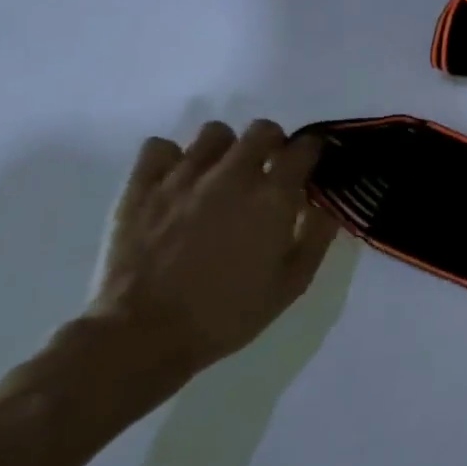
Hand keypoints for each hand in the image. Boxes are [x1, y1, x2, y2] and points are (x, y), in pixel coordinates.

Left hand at [88, 120, 338, 377]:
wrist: (143, 335)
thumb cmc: (229, 312)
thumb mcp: (294, 281)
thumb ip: (317, 234)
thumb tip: (326, 201)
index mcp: (273, 197)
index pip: (304, 149)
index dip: (314, 151)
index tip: (312, 164)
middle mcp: (231, 176)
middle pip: (262, 130)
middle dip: (274, 143)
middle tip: (270, 170)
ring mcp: (182, 179)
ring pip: (214, 133)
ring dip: (227, 147)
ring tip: (224, 174)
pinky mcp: (140, 189)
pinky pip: (158, 147)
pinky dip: (173, 157)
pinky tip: (179, 180)